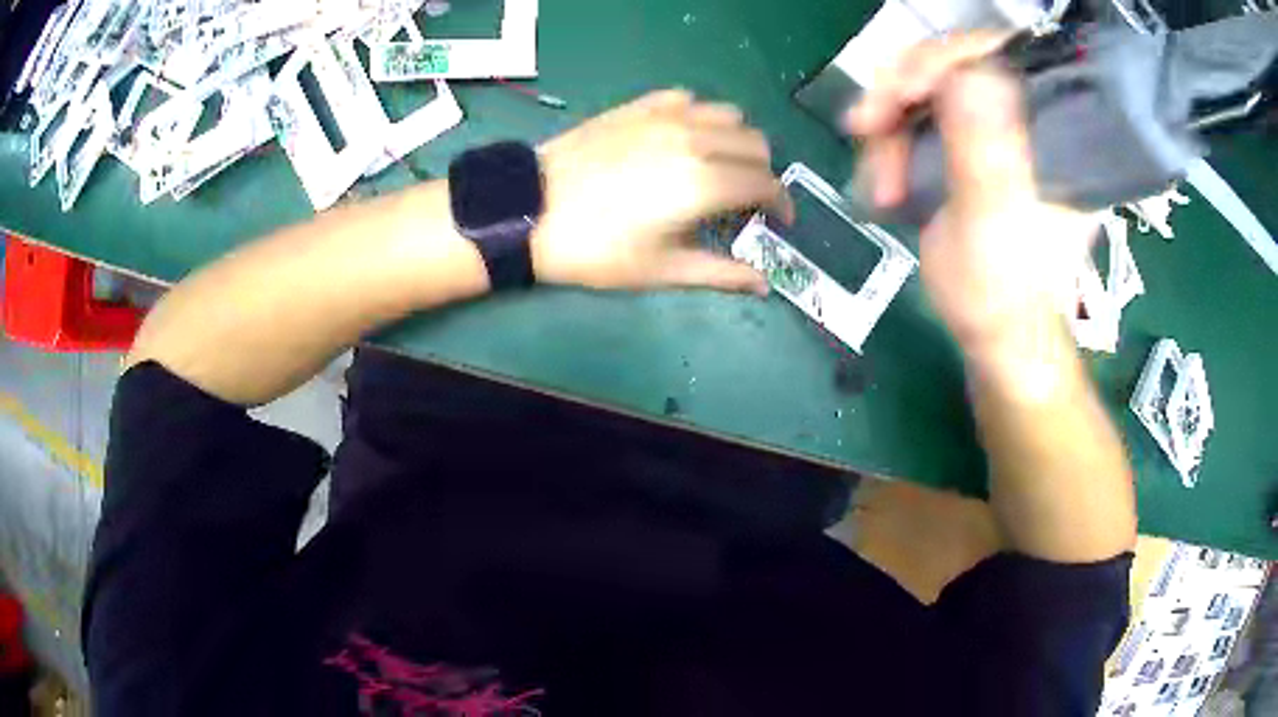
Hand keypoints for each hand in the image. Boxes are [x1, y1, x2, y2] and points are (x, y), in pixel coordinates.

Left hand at [532, 89, 791, 292]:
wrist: (530, 211)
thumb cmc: (596, 249)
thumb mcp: (661, 271)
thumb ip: (721, 274)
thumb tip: (762, 286)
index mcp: (705, 182)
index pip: (767, 183)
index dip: (782, 203)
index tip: (778, 220)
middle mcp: (695, 139)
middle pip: (756, 144)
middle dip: (762, 172)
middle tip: (746, 199)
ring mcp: (665, 116)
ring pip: (728, 114)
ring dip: (736, 139)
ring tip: (720, 165)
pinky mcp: (639, 106)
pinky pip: (688, 99)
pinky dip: (700, 116)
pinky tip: (685, 137)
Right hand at [846, 34, 1096, 361]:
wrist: (994, 337)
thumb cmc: (1002, 295)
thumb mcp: (993, 226)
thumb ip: (984, 153)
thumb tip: (969, 73)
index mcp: (1051, 133)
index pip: (1000, 54)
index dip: (946, 56)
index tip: (905, 88)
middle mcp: (1023, 120)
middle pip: (952, 64)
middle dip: (901, 93)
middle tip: (869, 126)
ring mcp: (991, 132)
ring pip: (925, 89)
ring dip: (887, 127)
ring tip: (878, 182)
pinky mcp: (965, 150)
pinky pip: (915, 119)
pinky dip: (888, 143)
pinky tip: (881, 180)